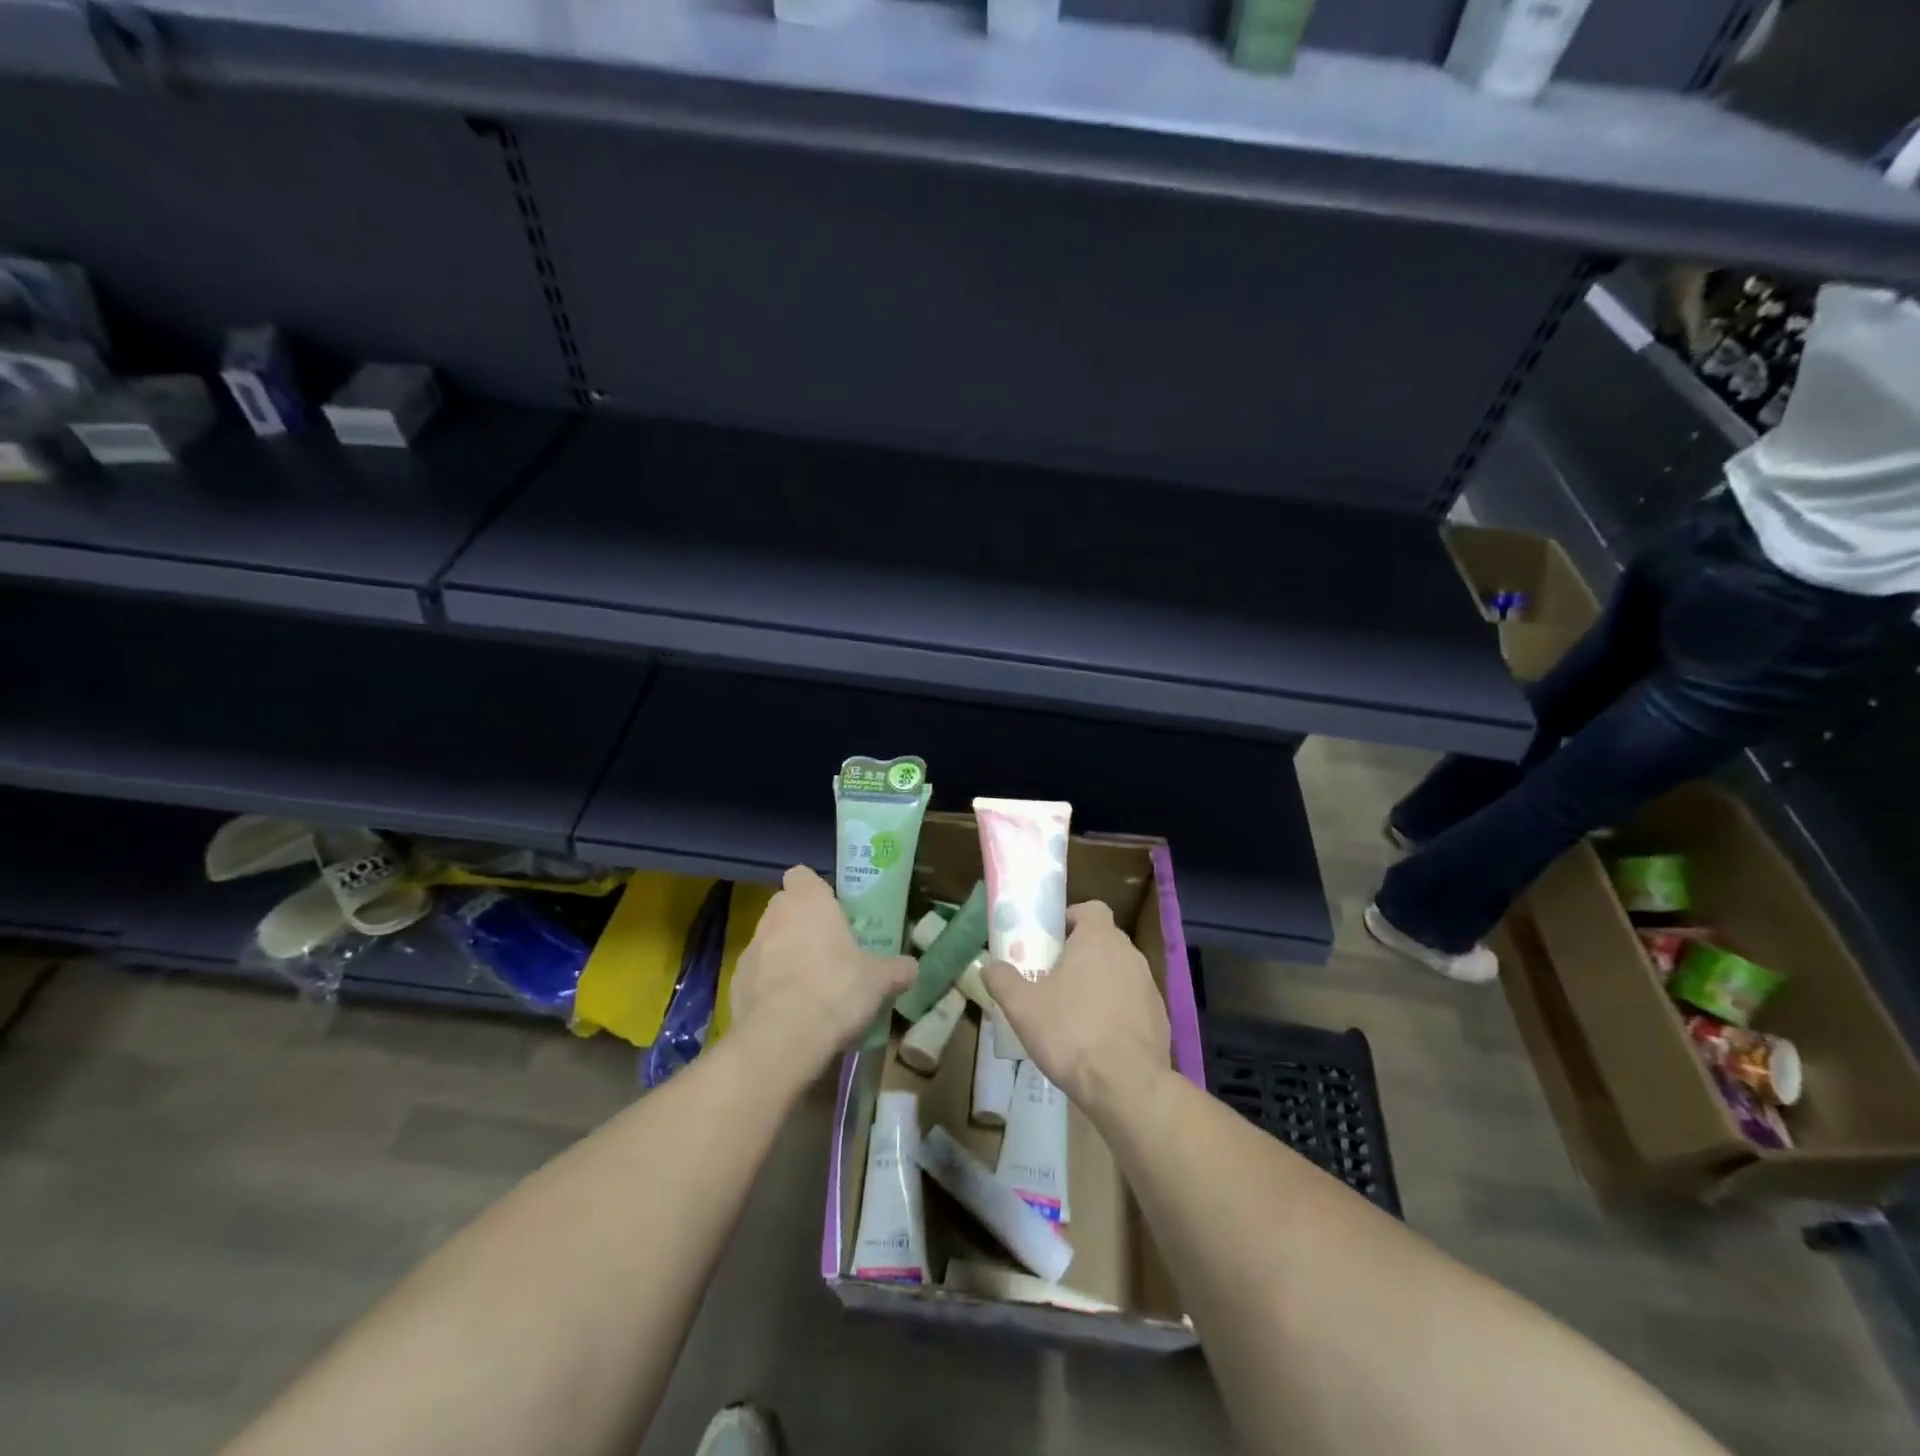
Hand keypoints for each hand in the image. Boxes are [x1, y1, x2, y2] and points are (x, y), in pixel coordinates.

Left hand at [727, 866, 914, 1079]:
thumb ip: (895, 969)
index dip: (814, 890)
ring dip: (784, 956)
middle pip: (785, 908)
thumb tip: (912, 967)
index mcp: (808, 901)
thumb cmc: (837, 989)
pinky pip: (756, 977)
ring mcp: (750, 950)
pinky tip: (789, 1012)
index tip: (831, 911)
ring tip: (809, 987)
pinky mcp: (734, 984)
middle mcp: (774, 916)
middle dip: (802, 924)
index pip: (802, 875)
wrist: (784, 1037)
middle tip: (828, 950)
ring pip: (769, 943)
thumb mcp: (879, 980)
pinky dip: (768, 988)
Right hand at [984, 901, 1169, 1116]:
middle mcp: (1129, 953)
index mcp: (1099, 939)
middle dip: (1080, 953)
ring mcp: (1149, 985)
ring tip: (1073, 1011)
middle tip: (1053, 976)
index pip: (1091, 909)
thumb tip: (989, 966)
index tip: (1050, 941)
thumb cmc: (1070, 1033)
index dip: (1070, 919)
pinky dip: (1117, 1010)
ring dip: (1099, 982)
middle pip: (1103, 940)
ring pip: (1118, 971)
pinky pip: (1132, 1001)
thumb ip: (1002, 980)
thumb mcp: (1022, 1007)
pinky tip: (1098, 1038)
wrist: (1127, 1085)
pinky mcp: (1159, 1016)